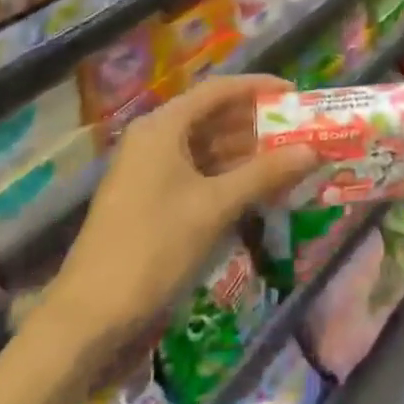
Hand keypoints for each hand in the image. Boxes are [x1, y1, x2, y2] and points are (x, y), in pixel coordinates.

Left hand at [42, 75, 319, 356]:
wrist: (90, 316)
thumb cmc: (154, 247)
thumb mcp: (215, 207)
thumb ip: (265, 174)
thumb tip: (313, 151)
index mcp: (163, 127)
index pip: (219, 90)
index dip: (260, 87)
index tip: (296, 94)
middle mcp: (155, 139)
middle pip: (214, 116)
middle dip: (258, 122)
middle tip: (300, 130)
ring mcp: (151, 169)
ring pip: (209, 147)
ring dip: (248, 152)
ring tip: (290, 158)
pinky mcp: (153, 197)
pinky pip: (200, 172)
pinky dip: (230, 175)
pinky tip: (260, 187)